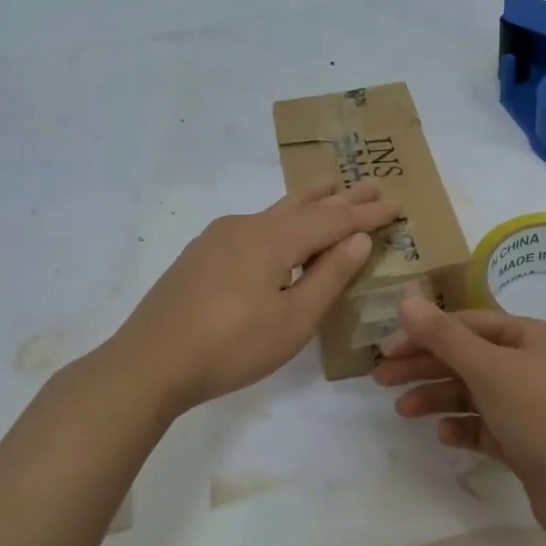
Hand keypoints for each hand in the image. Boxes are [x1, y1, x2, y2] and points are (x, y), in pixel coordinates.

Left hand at [110, 183, 397, 413]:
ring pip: (275, 211)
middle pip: (304, 205)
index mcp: (274, 239)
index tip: (395, 204)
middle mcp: (248, 226)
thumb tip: (358, 238)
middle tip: (371, 183)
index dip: (365, 214)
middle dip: (341, 197)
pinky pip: (255, 225)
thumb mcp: (293, 320)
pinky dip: (282, 221)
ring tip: (330, 188)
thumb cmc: (232, 346)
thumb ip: (328, 276)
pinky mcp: (202, 254)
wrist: (150, 362)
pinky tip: (280, 230)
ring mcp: (220, 237)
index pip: (332, 220)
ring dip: (309, 202)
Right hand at [374, 298, 545, 545]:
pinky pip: (486, 427)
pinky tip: (444, 435)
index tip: (388, 350)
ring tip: (404, 411)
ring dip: (438, 398)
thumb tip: (406, 300)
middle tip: (381, 379)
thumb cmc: (542, 417)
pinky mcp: (528, 444)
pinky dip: (464, 428)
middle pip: (467, 358)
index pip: (468, 324)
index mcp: (529, 337)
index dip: (426, 334)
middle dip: (425, 367)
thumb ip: (445, 337)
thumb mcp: (489, 369)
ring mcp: (531, 407)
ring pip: (473, 394)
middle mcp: (532, 366)